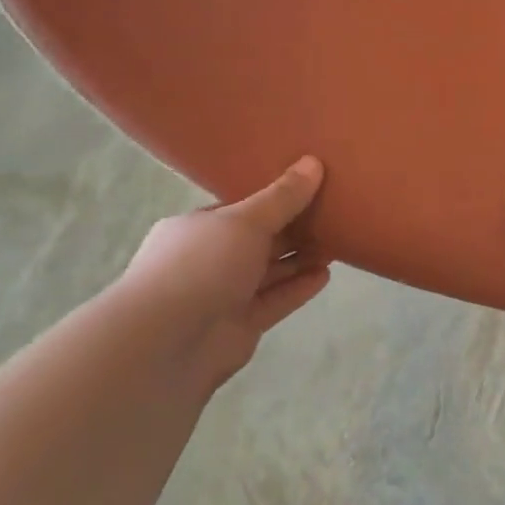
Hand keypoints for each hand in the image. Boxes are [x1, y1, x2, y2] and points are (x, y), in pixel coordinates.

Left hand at [113, 157, 330, 400]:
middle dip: (293, 229)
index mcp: (197, 229)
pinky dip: (299, 288)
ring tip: (337, 243)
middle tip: (333, 214)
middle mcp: (208, 260)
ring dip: (300, 259)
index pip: (239, 210)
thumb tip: (313, 162)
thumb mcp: (245, 221)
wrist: (167, 341)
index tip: (310, 187)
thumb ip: (282, 197)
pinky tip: (325, 274)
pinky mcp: (241, 325)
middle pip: (258, 241)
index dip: (274, 199)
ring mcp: (223, 295)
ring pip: (269, 272)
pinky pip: (275, 301)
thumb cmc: (200, 266)